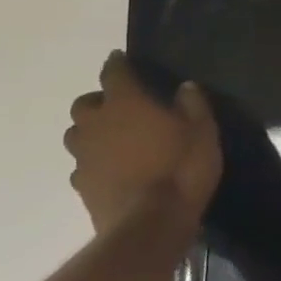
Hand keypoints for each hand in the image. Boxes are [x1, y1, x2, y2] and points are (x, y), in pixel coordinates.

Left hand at [63, 51, 221, 234]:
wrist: (150, 222)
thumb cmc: (181, 168)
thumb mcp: (203, 132)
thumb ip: (193, 105)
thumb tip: (185, 87)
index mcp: (126, 103)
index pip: (114, 73)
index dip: (117, 64)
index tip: (121, 58)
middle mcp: (97, 124)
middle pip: (85, 104)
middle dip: (100, 101)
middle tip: (121, 107)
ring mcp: (84, 156)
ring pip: (77, 134)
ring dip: (92, 131)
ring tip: (114, 139)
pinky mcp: (81, 185)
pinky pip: (82, 165)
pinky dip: (94, 162)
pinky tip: (112, 169)